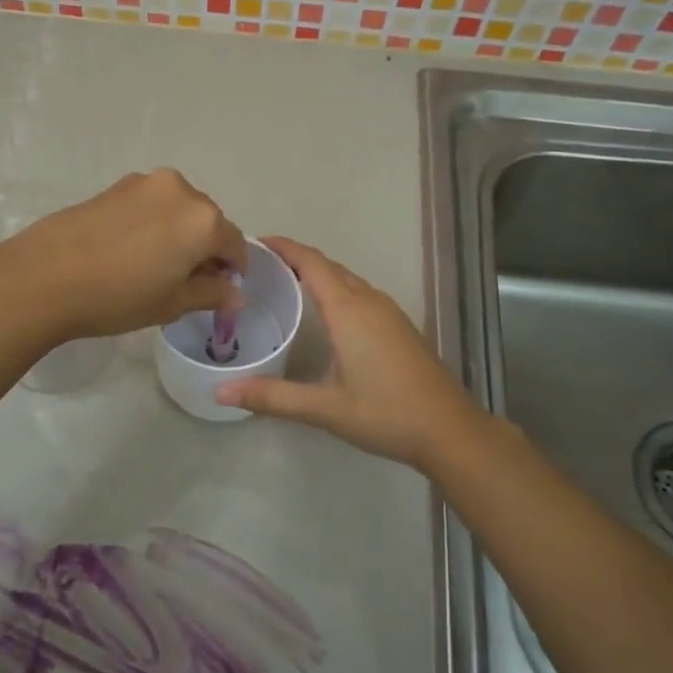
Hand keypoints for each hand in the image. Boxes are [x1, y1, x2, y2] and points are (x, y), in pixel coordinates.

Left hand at [0, 170, 246, 343]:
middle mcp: (181, 191)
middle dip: (205, 248)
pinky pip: (151, 204)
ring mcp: (145, 183)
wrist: (43, 276)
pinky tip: (129, 250)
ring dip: (178, 233)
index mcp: (204, 220)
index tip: (219, 290)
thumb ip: (210, 294)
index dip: (232, 270)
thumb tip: (234, 293)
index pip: (234, 244)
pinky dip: (153, 223)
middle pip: (208, 221)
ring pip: (178, 210)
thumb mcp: (171, 304)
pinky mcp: (116, 185)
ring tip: (153, 265)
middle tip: (184, 281)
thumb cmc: (117, 296)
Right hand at [215, 237, 492, 472]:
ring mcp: (389, 312)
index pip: (311, 263)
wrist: (450, 429)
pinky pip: (360, 292)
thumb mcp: (325, 408)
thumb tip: (222, 392)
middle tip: (260, 265)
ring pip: (347, 279)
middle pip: (328, 266)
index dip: (284, 247)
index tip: (255, 242)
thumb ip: (273, 397)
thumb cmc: (386, 413)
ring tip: (285, 281)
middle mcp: (369, 301)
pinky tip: (325, 312)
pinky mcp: (399, 326)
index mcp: (349, 310)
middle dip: (295, 258)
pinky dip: (336, 289)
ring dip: (317, 273)